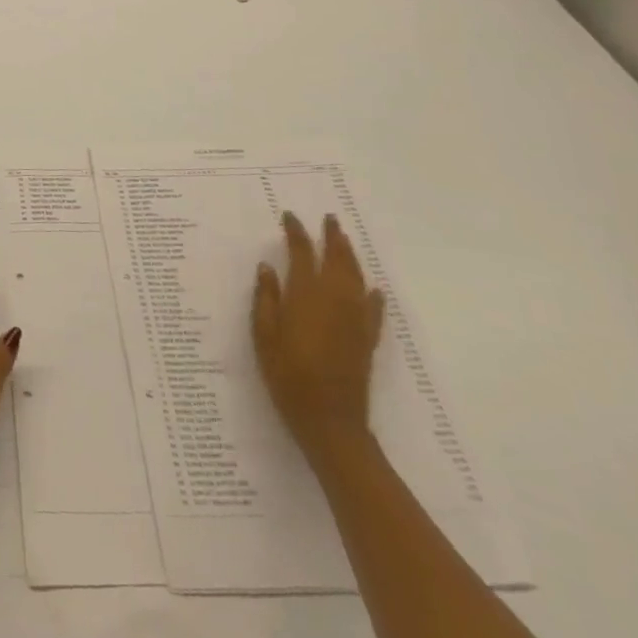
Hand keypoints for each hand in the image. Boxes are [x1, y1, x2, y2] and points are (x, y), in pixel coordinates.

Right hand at [252, 211, 385, 463]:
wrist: (330, 420)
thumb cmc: (287, 375)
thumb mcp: (263, 335)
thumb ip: (266, 299)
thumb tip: (267, 267)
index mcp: (305, 294)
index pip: (301, 252)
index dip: (296, 232)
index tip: (289, 217)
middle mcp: (334, 298)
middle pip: (336, 258)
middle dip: (332, 237)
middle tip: (328, 219)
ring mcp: (355, 318)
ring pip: (356, 277)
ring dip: (350, 256)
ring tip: (345, 241)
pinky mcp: (367, 338)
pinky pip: (373, 308)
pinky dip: (373, 294)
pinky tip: (373, 288)